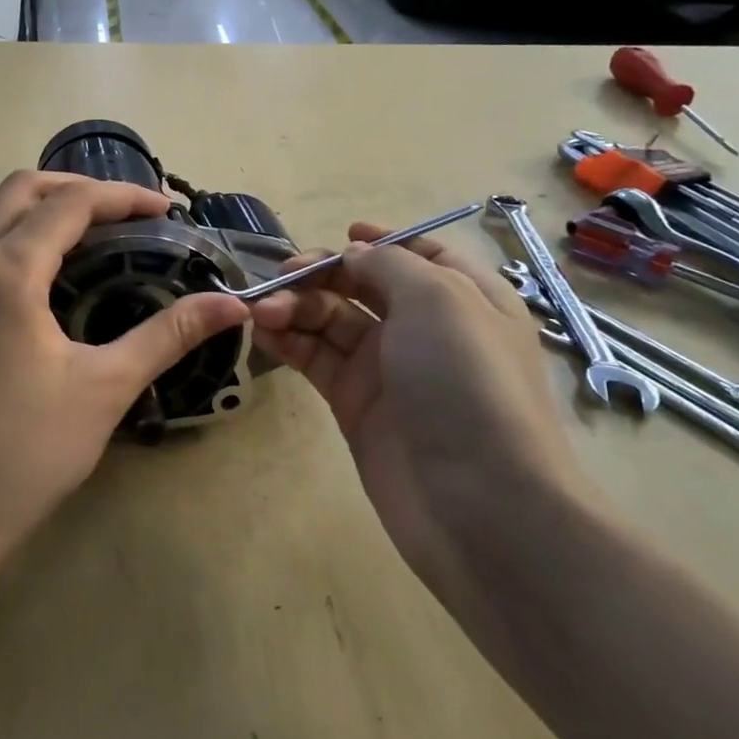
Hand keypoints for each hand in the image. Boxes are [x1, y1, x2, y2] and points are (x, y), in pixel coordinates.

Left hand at [0, 171, 249, 554]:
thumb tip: (232, 304)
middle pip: (19, 190)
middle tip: (123, 213)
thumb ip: (168, 335)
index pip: (70, 204)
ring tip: (74, 228)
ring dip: (28, 203)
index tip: (166, 210)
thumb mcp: (106, 387)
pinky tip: (19, 265)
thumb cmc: (28, 450)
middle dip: (75, 188)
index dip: (122, 197)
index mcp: (6, 272)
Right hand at [249, 226, 590, 594]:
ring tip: (261, 311)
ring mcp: (388, 370)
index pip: (420, 254)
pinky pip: (316, 360)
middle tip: (278, 278)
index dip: (381, 242)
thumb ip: (389, 264)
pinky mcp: (355, 406)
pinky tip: (262, 332)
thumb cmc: (467, 383)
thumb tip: (353, 255)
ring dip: (295, 307)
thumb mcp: (439, 299)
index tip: (339, 236)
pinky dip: (289, 341)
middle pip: (364, 285)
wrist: (477, 501)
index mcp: (463, 297)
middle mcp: (425, 329)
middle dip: (320, 275)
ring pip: (332, 321)